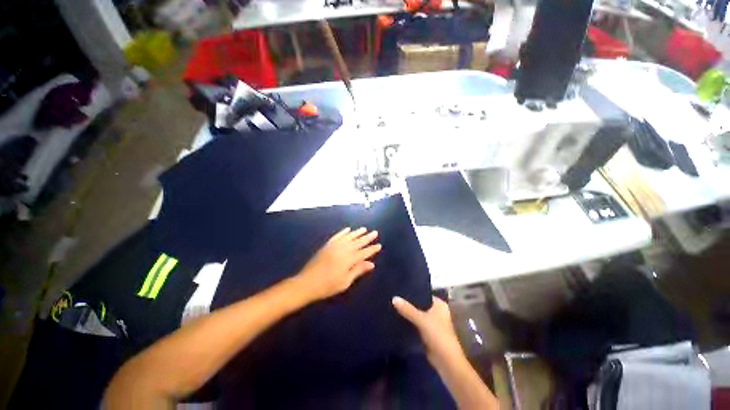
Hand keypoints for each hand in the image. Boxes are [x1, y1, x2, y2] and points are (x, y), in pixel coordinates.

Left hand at [295, 227, 381, 301]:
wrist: (307, 283)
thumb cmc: (327, 286)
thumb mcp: (345, 281)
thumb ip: (358, 270)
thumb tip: (371, 264)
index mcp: (349, 259)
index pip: (364, 252)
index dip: (372, 249)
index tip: (379, 245)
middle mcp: (343, 249)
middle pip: (358, 242)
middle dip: (367, 237)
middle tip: (375, 232)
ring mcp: (334, 246)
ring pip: (348, 237)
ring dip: (357, 232)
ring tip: (364, 229)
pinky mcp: (327, 245)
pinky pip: (337, 236)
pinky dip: (343, 232)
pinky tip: (348, 229)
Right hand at [392, 296, 464, 367]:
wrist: (446, 361)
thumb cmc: (438, 335)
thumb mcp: (421, 320)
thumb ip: (407, 309)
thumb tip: (394, 298)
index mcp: (439, 304)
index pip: (423, 293)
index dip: (413, 292)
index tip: (399, 289)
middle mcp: (437, 311)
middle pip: (420, 304)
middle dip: (409, 303)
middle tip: (394, 297)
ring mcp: (433, 323)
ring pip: (417, 314)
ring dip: (409, 313)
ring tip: (393, 305)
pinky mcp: (428, 333)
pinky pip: (416, 324)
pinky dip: (409, 322)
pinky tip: (398, 318)